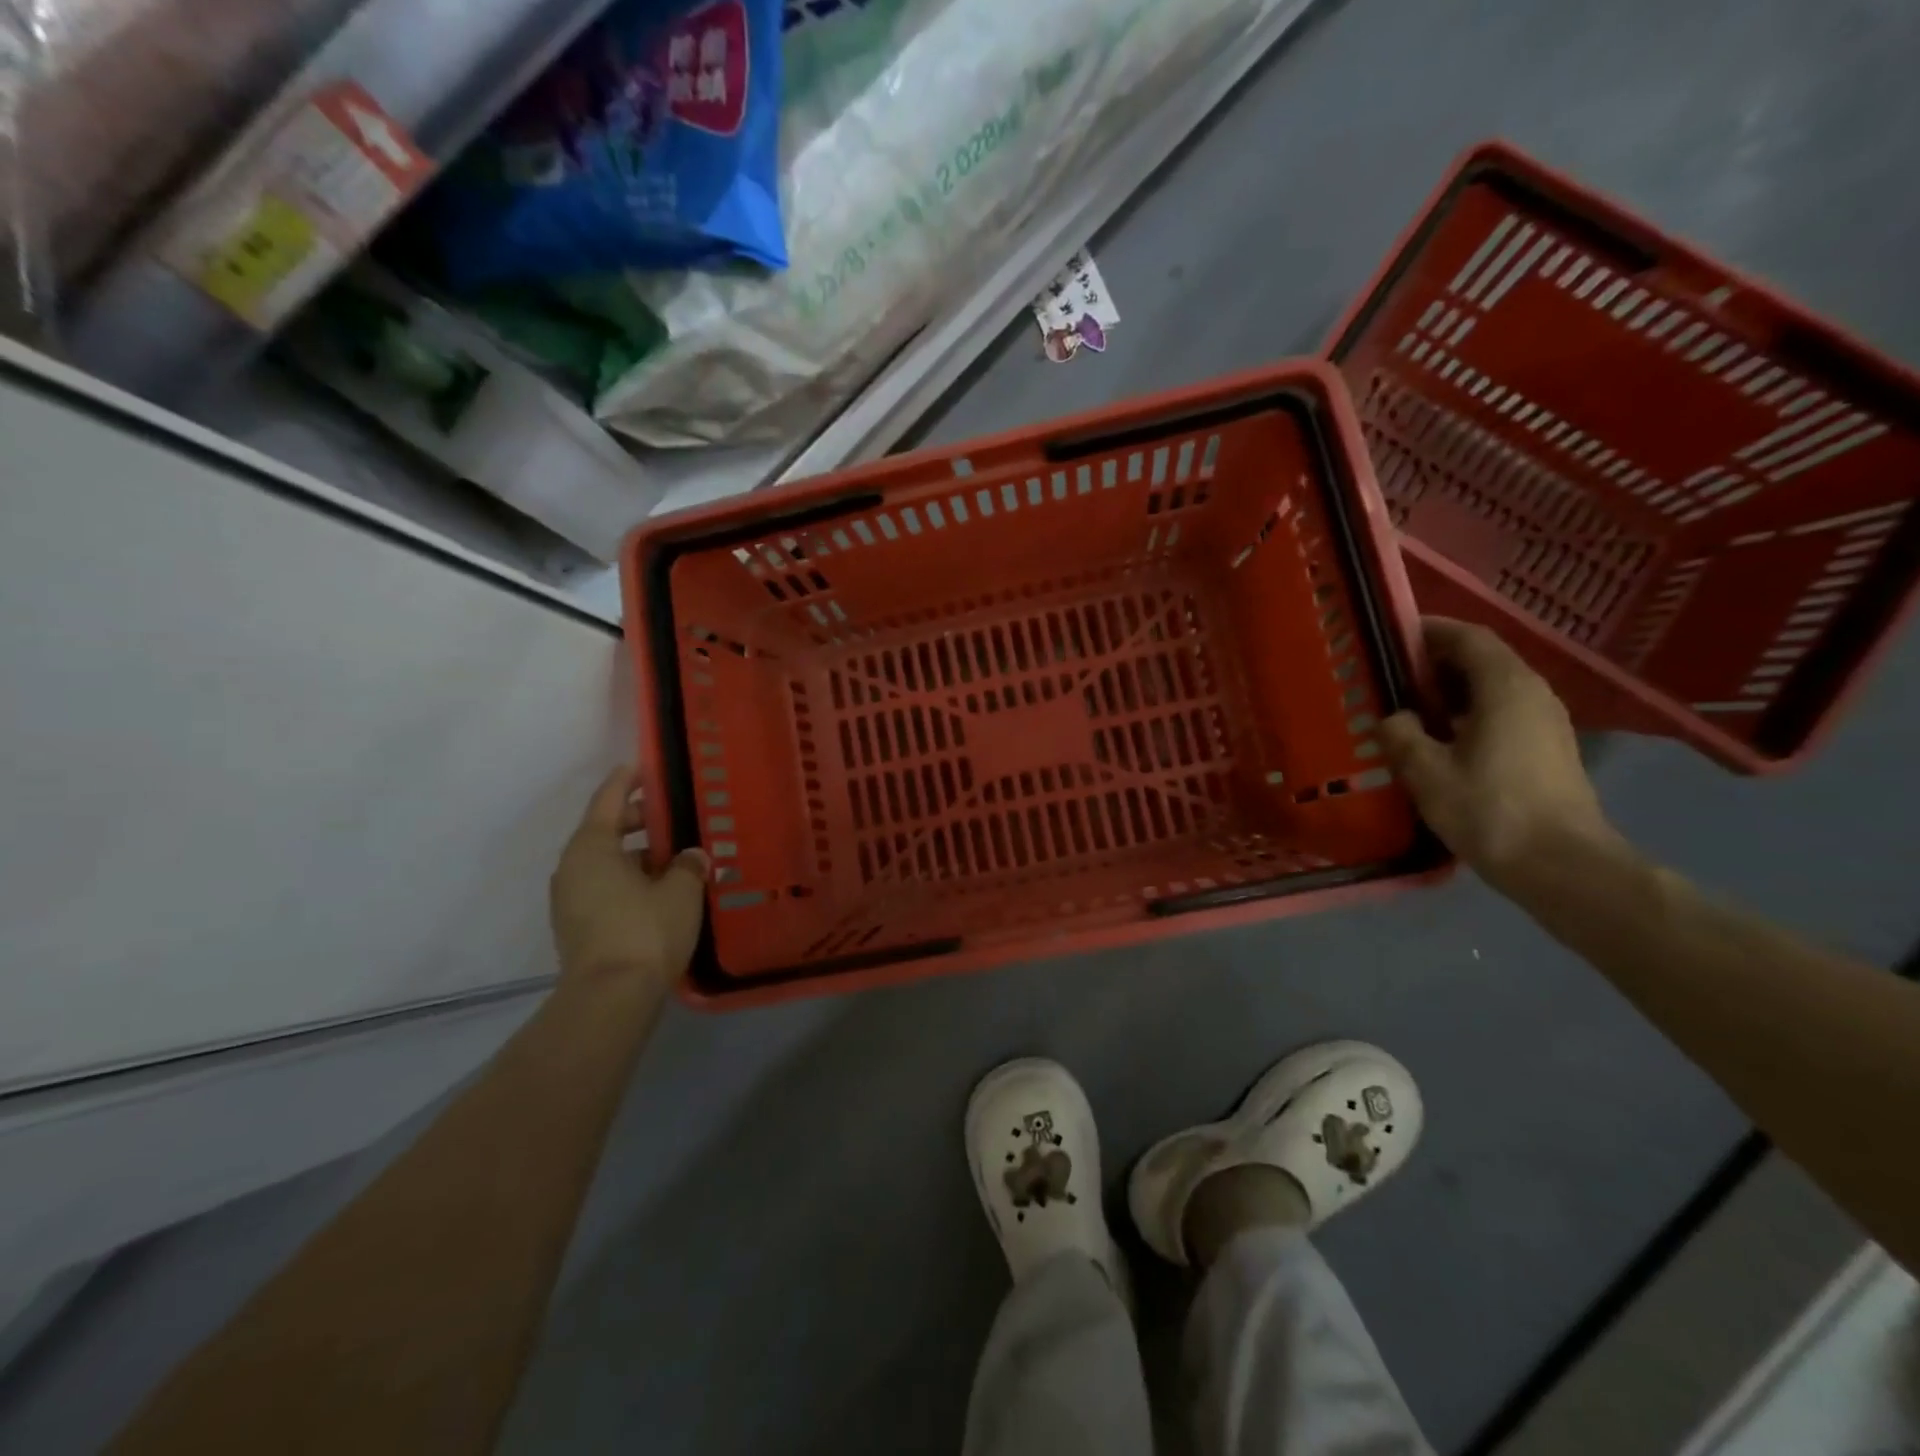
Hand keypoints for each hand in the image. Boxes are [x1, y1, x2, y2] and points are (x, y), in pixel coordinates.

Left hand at [549, 768, 708, 991]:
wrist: (610, 997)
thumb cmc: (646, 929)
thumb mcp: (681, 890)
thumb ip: (689, 864)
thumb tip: (693, 855)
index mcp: (592, 847)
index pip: (608, 799)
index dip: (628, 780)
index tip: (644, 766)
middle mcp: (573, 867)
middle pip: (605, 830)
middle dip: (638, 821)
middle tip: (671, 817)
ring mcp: (570, 900)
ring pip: (606, 862)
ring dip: (636, 855)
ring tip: (674, 858)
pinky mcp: (577, 927)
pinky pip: (604, 887)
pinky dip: (628, 879)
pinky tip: (660, 891)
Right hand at [1379, 618, 1619, 884]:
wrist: (1562, 865)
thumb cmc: (1489, 810)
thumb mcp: (1426, 772)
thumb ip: (1400, 734)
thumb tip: (1393, 718)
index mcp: (1504, 686)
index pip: (1467, 637)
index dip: (1429, 631)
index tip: (1391, 636)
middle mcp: (1532, 692)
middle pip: (1482, 659)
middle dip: (1436, 661)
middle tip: (1390, 676)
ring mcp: (1546, 722)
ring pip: (1493, 687)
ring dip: (1452, 689)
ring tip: (1409, 708)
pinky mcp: (1549, 749)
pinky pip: (1503, 712)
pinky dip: (1469, 712)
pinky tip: (1441, 740)